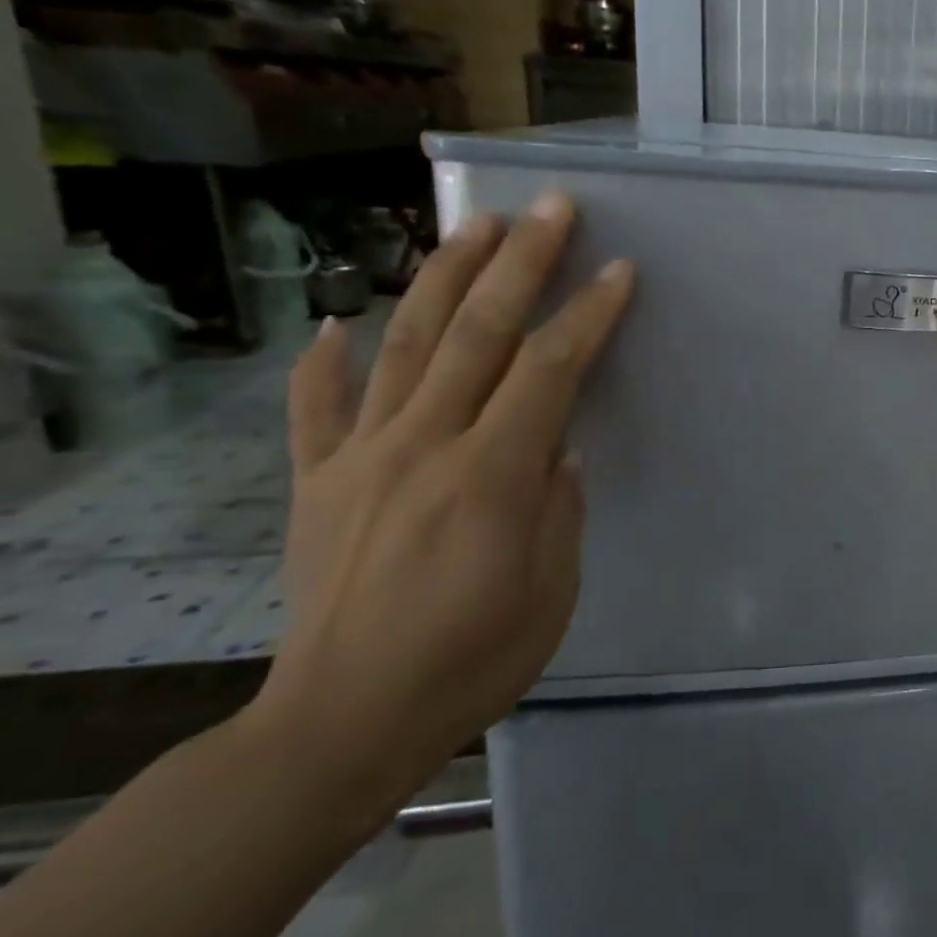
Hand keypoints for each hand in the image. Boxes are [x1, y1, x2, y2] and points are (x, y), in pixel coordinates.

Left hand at [251, 192, 635, 815]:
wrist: (340, 726)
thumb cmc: (472, 661)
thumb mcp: (551, 588)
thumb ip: (558, 504)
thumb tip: (556, 447)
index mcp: (490, 475)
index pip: (550, 370)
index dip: (589, 314)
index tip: (620, 270)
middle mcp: (423, 446)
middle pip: (478, 333)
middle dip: (521, 263)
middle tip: (550, 209)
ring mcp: (360, 458)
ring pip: (404, 345)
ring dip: (443, 278)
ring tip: (473, 226)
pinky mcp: (316, 482)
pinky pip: (317, 409)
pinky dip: (324, 361)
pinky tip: (336, 322)